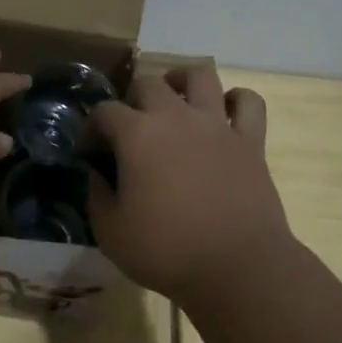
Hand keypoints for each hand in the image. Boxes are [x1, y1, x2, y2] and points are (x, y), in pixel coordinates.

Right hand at [89, 66, 293, 304]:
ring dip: (181, 81)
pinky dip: (235, 100)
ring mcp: (217, 125)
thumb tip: (96, 173)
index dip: (92, 126)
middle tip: (129, 126)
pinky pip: (248, 102)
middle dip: (132, 99)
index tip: (90, 148)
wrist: (238, 267)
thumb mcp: (111, 232)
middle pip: (148, 83)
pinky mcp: (250, 141)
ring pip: (200, 75)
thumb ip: (97, 196)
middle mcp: (176, 117)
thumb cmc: (167, 251)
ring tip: (174, 99)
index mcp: (137, 135)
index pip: (104, 111)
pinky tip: (223, 114)